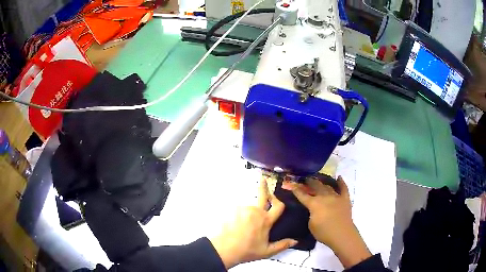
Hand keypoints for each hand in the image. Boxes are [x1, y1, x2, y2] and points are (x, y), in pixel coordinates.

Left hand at [209, 178, 297, 268]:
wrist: (225, 249)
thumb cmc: (247, 251)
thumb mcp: (267, 251)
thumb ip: (282, 245)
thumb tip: (295, 241)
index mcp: (266, 221)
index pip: (278, 206)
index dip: (280, 202)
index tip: (278, 198)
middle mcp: (256, 211)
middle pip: (263, 196)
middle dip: (264, 186)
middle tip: (263, 178)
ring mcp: (243, 209)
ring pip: (249, 207)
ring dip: (249, 212)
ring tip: (244, 224)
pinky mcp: (232, 210)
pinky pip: (238, 210)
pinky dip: (239, 214)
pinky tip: (236, 223)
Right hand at [284, 176, 371, 268]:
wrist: (342, 234)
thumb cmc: (324, 232)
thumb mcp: (311, 224)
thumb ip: (310, 214)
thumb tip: (313, 209)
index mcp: (314, 204)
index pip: (302, 195)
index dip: (296, 189)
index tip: (290, 184)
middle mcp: (324, 197)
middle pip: (316, 186)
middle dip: (309, 182)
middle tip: (306, 179)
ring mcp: (336, 196)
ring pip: (328, 186)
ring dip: (322, 182)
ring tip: (318, 180)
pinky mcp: (345, 199)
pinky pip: (343, 188)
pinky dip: (341, 182)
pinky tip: (339, 177)